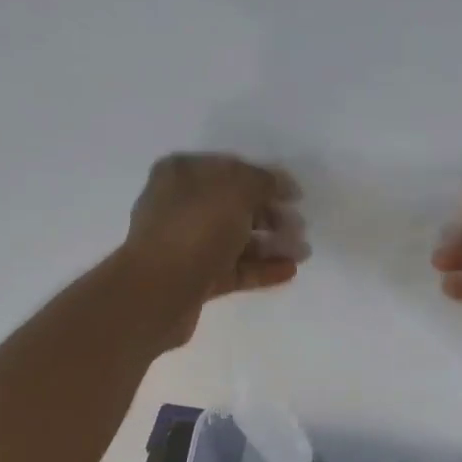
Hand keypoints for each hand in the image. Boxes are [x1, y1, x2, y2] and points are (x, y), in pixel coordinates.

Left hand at [122, 152, 306, 346]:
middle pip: (234, 206)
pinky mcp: (195, 280)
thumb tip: (279, 185)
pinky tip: (289, 271)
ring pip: (236, 240)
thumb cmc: (195, 229)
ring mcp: (187, 245)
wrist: (159, 292)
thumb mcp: (235, 190)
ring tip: (303, 253)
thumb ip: (262, 182)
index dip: (266, 180)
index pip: (231, 170)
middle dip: (271, 215)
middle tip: (300, 228)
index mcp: (182, 174)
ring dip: (271, 244)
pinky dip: (261, 269)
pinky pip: (234, 269)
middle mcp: (181, 206)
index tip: (296, 196)